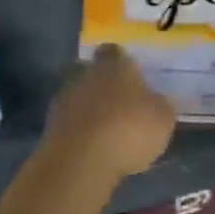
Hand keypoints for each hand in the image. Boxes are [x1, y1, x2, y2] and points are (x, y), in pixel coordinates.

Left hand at [48, 45, 177, 186]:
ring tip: (110, 134)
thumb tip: (155, 101)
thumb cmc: (129, 129)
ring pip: (81, 98)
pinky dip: (81, 131)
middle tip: (124, 108)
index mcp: (113, 64)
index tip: (134, 79)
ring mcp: (64, 98)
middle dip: (107, 88)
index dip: (124, 64)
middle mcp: (85, 73)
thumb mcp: (163, 118)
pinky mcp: (50, 125)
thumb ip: (160, 104)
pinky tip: (94, 149)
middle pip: (95, 74)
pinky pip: (71, 122)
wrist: (81, 161)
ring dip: (92, 111)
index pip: (115, 52)